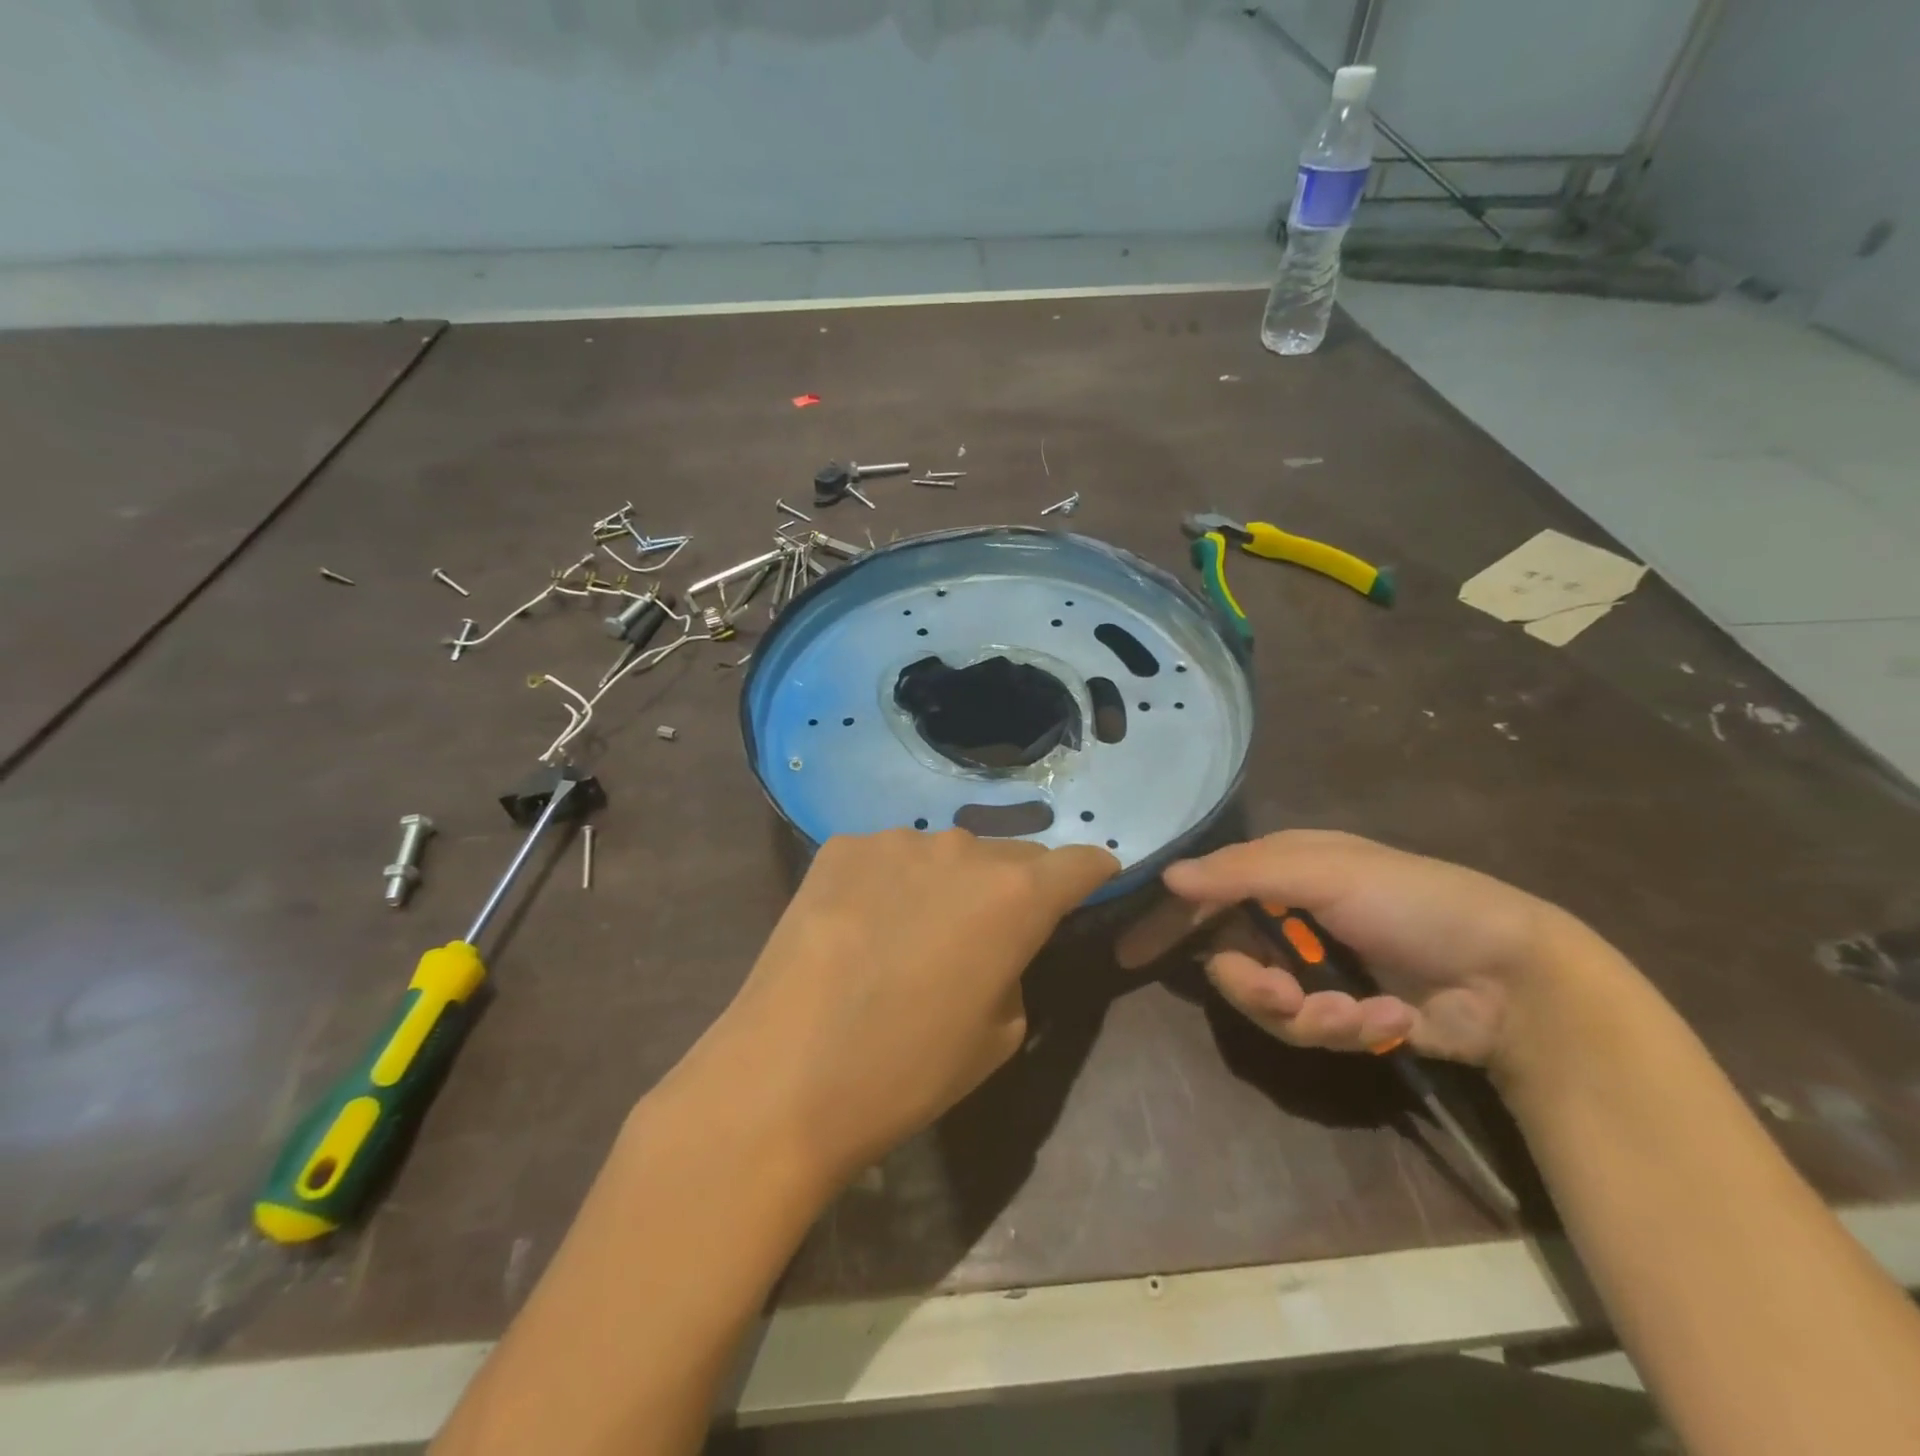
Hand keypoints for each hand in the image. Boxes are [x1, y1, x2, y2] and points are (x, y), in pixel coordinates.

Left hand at [698, 828, 1118, 1185]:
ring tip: (912, 933)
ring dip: (947, 883)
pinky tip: (861, 926)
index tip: (1092, 883)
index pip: (1078, 862)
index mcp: (1015, 896)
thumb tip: (996, 942)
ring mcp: (895, 841)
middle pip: (1010, 855)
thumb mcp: (999, 1036)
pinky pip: (888, 857)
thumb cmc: (906, 1071)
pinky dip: (891, 882)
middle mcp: (962, 849)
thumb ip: (1015, 967)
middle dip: (1014, 886)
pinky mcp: (840, 846)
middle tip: (989, 931)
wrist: (783, 1077)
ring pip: (945, 854)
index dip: (1092, 873)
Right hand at [1116, 830, 1602, 1075]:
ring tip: (1355, 1015)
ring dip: (1308, 1014)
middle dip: (1252, 985)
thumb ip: (1242, 873)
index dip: (1167, 921)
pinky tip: (1390, 1019)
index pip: (1204, 893)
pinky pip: (1312, 1031)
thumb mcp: (1328, 871)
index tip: (1129, 955)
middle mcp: (1288, 918)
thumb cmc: (1414, 902)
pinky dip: (1349, 1028)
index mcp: (1280, 872)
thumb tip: (1169, 876)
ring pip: (1266, 1004)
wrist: (1513, 977)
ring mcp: (1316, 968)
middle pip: (1229, 959)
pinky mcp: (1345, 1014)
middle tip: (1281, 994)